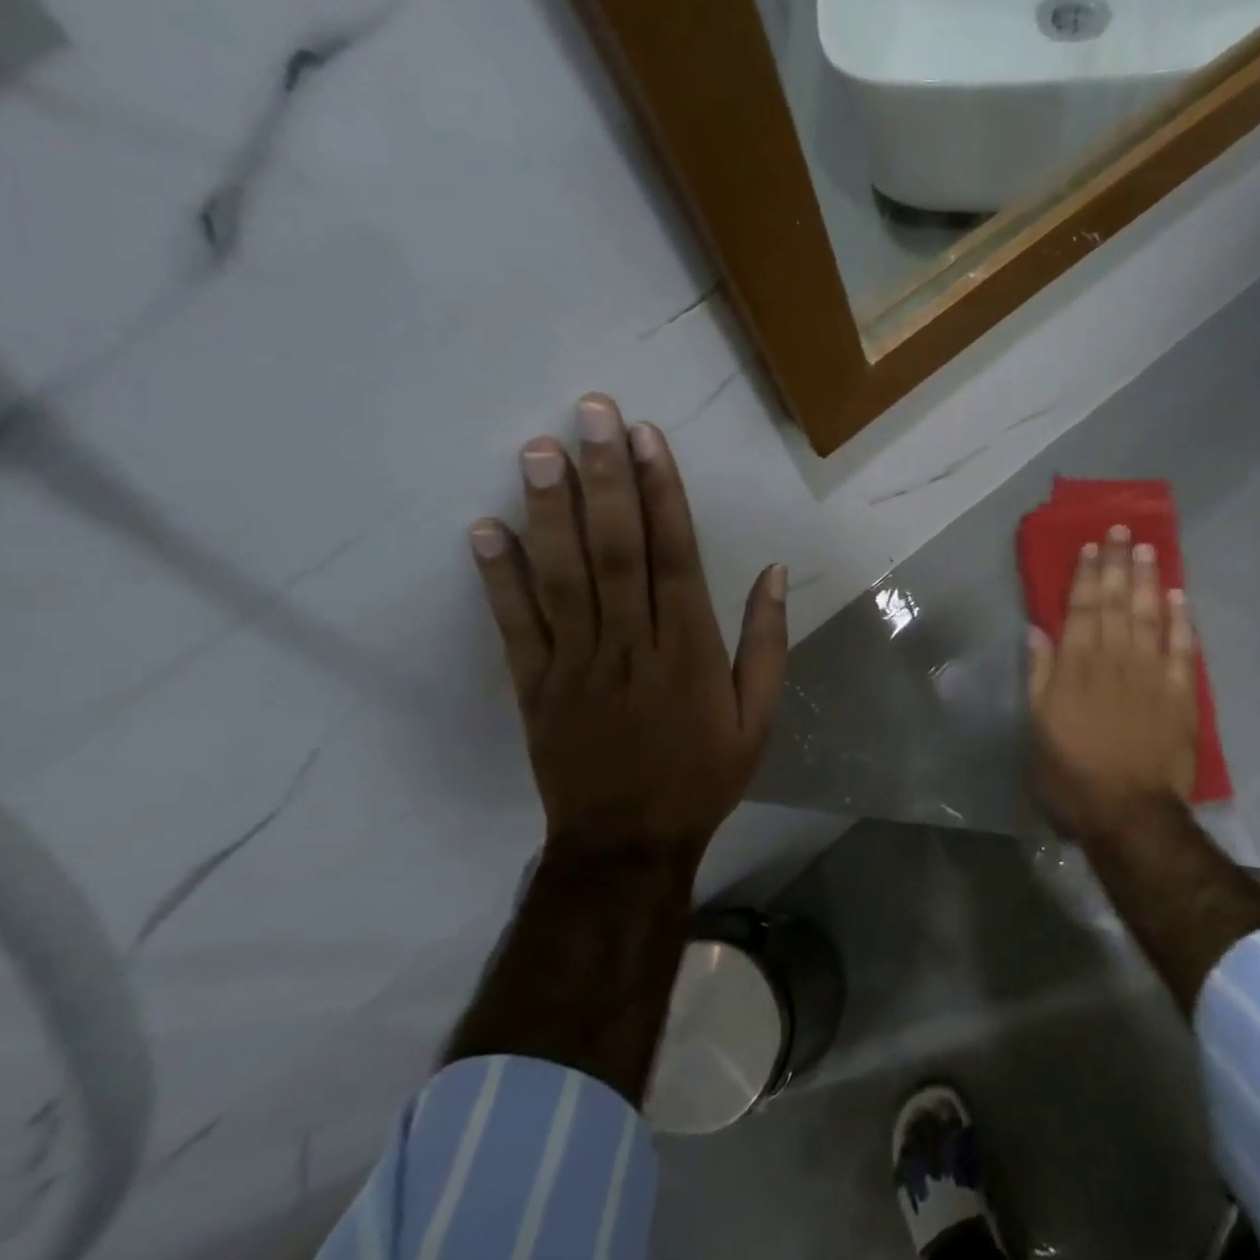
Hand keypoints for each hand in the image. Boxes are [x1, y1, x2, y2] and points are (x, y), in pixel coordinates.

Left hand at [467, 394, 787, 865]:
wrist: (628, 845)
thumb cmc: (702, 775)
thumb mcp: (759, 717)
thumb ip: (767, 643)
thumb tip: (776, 572)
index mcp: (688, 650)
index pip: (675, 555)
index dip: (662, 492)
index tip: (648, 437)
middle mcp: (630, 645)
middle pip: (615, 550)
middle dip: (605, 477)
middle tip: (589, 414)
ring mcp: (575, 663)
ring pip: (562, 576)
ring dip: (549, 511)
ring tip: (537, 450)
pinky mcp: (533, 686)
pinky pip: (514, 626)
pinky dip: (498, 577)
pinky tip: (484, 528)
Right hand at [1028, 526, 1196, 837]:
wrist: (1129, 813)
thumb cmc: (1072, 774)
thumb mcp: (1038, 727)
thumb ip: (1039, 675)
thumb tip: (1037, 630)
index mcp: (1077, 667)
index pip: (1082, 609)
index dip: (1085, 575)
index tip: (1090, 546)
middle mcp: (1115, 660)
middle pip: (1116, 603)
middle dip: (1117, 564)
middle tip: (1121, 530)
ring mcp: (1151, 674)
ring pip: (1149, 616)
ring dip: (1147, 580)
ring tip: (1146, 548)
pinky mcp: (1180, 693)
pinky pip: (1183, 648)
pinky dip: (1181, 620)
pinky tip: (1178, 595)